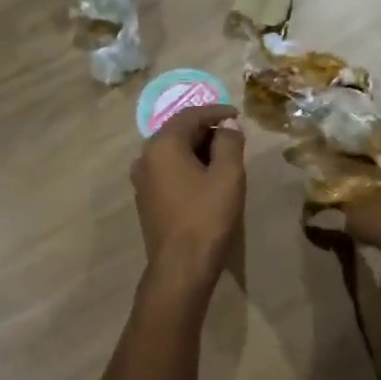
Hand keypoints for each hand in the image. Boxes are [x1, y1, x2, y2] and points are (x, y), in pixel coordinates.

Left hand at [132, 104, 245, 293]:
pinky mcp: (147, 200)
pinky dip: (188, 167)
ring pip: (172, 153)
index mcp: (162, 145)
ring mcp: (142, 181)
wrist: (181, 267)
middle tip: (234, 137)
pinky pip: (168, 171)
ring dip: (198, 150)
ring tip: (224, 157)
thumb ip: (229, 143)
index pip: (190, 115)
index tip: (238, 115)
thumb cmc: (207, 217)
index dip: (216, 112)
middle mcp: (145, 158)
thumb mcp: (228, 176)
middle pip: (178, 132)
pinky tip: (207, 179)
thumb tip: (227, 126)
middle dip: (207, 130)